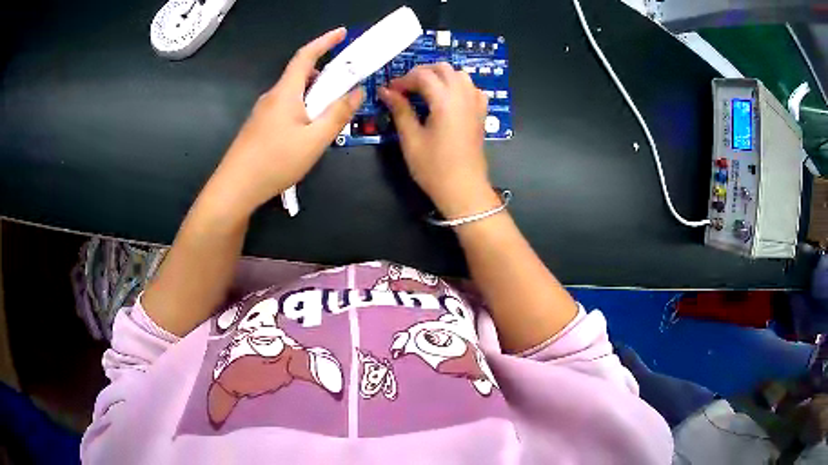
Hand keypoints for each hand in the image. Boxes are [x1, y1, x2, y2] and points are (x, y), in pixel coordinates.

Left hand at [210, 28, 363, 214]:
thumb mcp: (314, 140)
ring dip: (315, 95)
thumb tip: (357, 91)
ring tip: (330, 115)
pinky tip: (308, 133)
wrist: (235, 188)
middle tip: (345, 86)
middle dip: (325, 74)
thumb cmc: (275, 161)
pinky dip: (303, 109)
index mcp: (285, 92)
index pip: (306, 56)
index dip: (324, 41)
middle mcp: (272, 97)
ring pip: (294, 94)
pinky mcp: (259, 127)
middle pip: (301, 75)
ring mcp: (263, 113)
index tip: (342, 32)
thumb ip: (338, 114)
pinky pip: (286, 109)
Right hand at [379, 63, 499, 217]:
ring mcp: (475, 104)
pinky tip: (447, 99)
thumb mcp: (411, 139)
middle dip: (421, 73)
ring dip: (440, 76)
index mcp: (445, 100)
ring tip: (423, 90)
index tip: (390, 91)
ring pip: (460, 75)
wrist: (463, 189)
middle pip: (443, 68)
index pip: (423, 76)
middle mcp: (464, 96)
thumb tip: (386, 91)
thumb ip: (399, 110)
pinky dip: (458, 86)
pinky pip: (472, 89)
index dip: (403, 80)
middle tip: (404, 88)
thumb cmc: (434, 168)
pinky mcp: (480, 114)